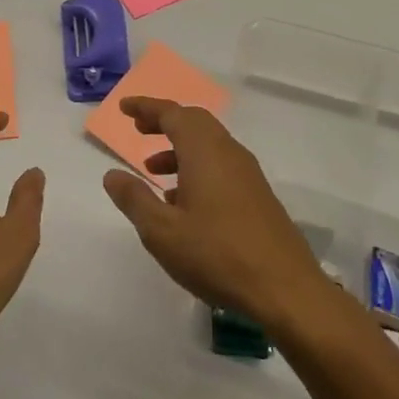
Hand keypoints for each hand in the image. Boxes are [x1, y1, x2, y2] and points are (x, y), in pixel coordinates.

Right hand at [102, 97, 330, 329]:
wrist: (286, 290)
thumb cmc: (217, 255)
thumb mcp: (162, 231)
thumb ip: (134, 198)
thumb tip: (112, 174)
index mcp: (204, 151)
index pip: (172, 113)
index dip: (146, 107)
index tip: (124, 108)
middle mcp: (228, 153)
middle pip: (194, 122)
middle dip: (164, 122)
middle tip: (139, 131)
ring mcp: (248, 174)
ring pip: (209, 145)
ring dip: (179, 149)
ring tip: (153, 173)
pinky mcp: (258, 196)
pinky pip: (221, 165)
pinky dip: (197, 168)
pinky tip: (183, 203)